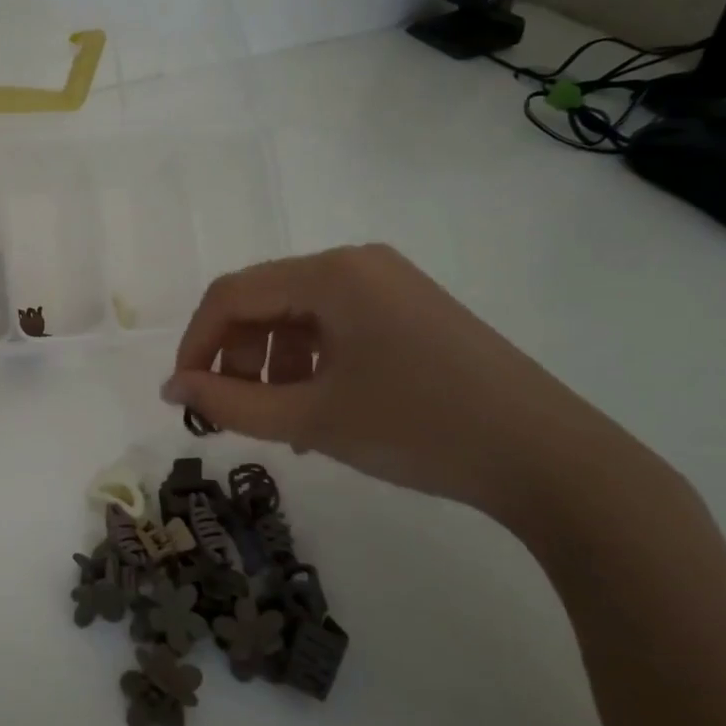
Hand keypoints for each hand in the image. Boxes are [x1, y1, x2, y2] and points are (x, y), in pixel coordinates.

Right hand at [162, 244, 637, 522]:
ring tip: (276, 422)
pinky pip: (333, 327)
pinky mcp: (408, 311)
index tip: (182, 395)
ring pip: (295, 316)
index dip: (195, 343)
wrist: (552, 460)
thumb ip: (229, 402)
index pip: (231, 295)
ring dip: (269, 365)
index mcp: (331, 274)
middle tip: (229, 411)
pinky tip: (315, 411)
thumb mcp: (312, 420)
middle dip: (234, 356)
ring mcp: (387, 284)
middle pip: (262, 301)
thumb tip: (172, 387)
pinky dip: (308, 364)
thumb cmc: (420, 429)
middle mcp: (356, 264)